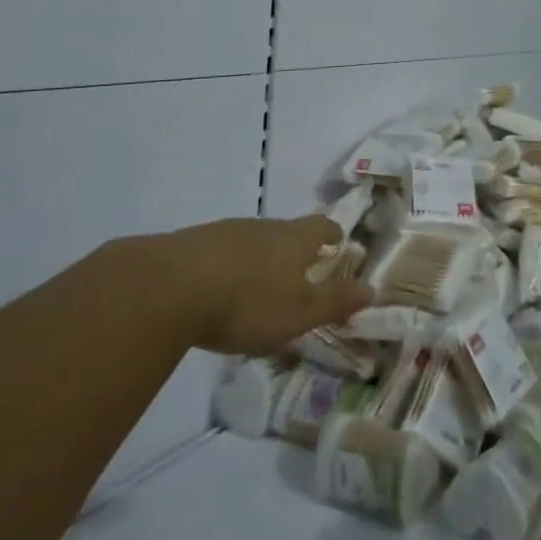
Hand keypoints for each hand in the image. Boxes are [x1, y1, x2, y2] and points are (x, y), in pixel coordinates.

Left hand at [157, 215, 372, 354]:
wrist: (168, 287)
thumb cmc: (248, 302)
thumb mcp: (299, 312)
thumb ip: (335, 302)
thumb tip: (372, 289)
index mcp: (295, 239)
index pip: (323, 227)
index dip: (333, 236)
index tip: (338, 245)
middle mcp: (264, 226)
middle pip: (287, 231)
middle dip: (295, 250)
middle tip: (298, 273)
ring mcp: (226, 231)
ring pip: (253, 240)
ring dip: (260, 258)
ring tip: (257, 286)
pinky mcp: (192, 244)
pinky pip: (220, 251)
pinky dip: (227, 266)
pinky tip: (218, 290)